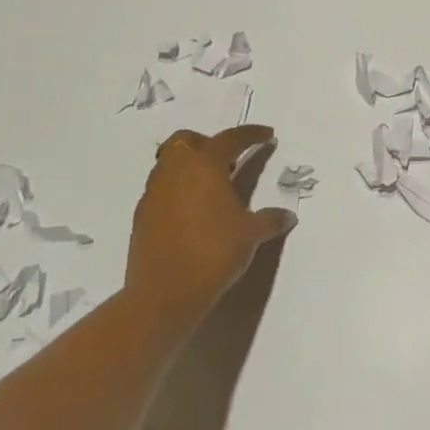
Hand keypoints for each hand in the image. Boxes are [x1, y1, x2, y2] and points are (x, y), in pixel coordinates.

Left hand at [128, 125, 295, 308]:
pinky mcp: (141, 216)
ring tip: (212, 188)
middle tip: (230, 162)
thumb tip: (288, 216)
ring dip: (191, 166)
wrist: (164, 295)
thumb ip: (270, 220)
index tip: (267, 135)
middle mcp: (175, 171)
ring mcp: (154, 193)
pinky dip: (178, 190)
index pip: (230, 138)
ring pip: (170, 163)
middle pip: (187, 140)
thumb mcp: (251, 235)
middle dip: (209, 143)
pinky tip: (193, 213)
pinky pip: (161, 189)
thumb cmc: (213, 253)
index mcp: (205, 166)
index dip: (251, 134)